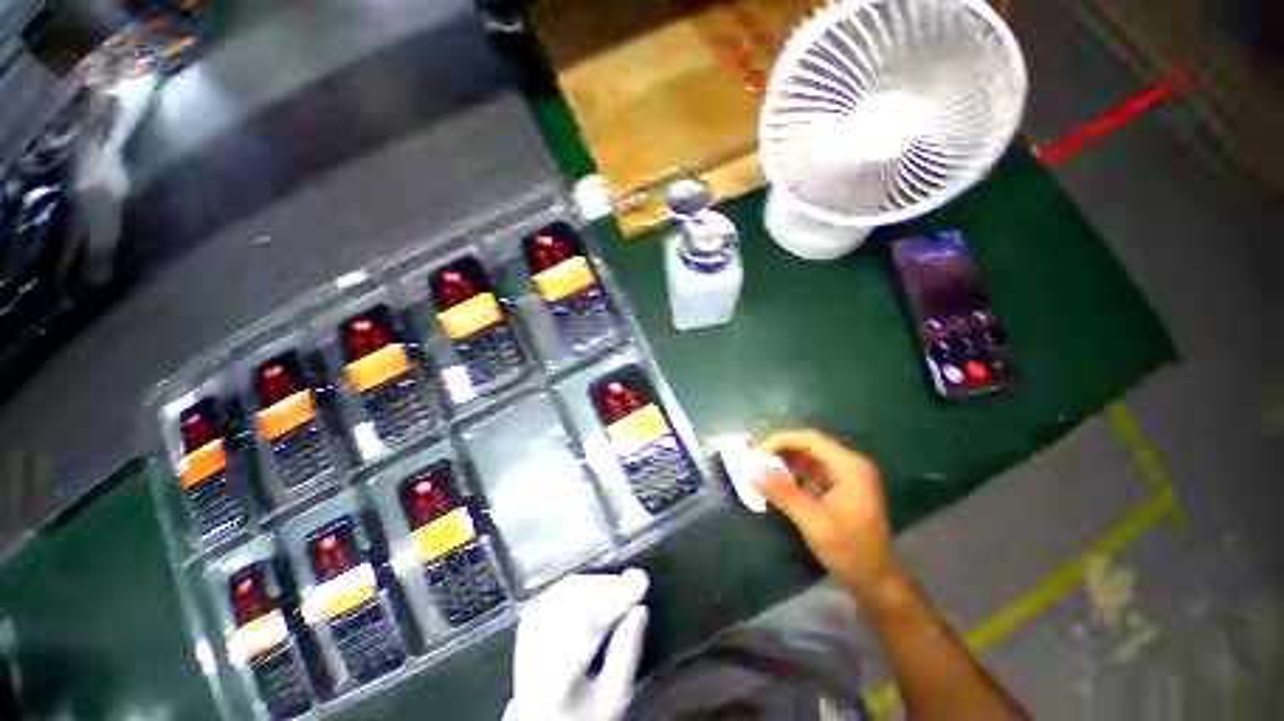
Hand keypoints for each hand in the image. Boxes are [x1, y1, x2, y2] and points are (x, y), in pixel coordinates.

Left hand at [504, 570, 649, 720]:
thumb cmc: (583, 719)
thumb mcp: (612, 700)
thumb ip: (626, 656)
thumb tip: (640, 611)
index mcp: (556, 673)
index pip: (587, 620)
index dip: (617, 595)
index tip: (641, 581)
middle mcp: (535, 649)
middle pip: (572, 600)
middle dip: (606, 586)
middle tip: (633, 583)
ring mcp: (528, 637)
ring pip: (561, 593)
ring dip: (593, 584)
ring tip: (617, 587)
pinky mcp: (526, 631)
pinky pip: (552, 596)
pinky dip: (576, 589)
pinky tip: (592, 591)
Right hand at [756, 429, 900, 599]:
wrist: (876, 582)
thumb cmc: (850, 550)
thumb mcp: (815, 522)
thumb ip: (784, 493)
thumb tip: (752, 472)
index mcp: (850, 466)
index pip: (811, 439)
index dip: (782, 440)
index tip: (758, 452)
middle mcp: (850, 465)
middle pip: (810, 445)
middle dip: (782, 449)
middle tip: (756, 458)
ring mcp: (846, 476)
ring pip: (810, 457)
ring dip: (786, 460)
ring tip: (762, 466)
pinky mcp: (840, 489)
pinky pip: (812, 471)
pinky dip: (794, 472)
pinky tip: (777, 479)